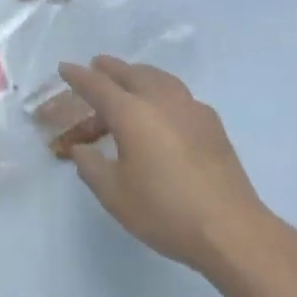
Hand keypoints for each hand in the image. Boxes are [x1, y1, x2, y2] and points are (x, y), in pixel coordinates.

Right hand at [59, 56, 272, 273]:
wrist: (231, 230)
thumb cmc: (164, 211)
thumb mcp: (113, 194)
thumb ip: (91, 166)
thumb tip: (81, 150)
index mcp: (132, 114)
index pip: (98, 86)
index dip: (78, 76)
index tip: (65, 68)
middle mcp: (161, 101)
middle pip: (131, 73)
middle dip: (110, 68)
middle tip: (96, 66)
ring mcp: (191, 110)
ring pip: (159, 79)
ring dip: (139, 75)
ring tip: (130, 80)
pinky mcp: (212, 124)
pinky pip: (179, 94)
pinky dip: (162, 91)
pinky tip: (163, 110)